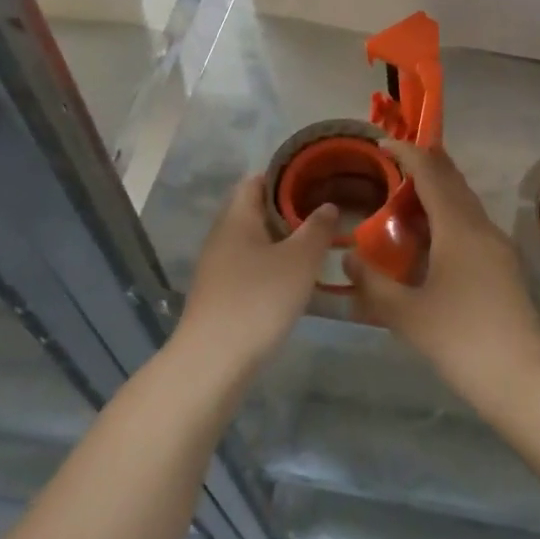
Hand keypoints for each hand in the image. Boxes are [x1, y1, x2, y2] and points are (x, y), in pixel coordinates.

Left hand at [177, 175, 336, 373]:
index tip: (316, 179)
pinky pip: (248, 266)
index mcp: (238, 217)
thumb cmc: (258, 299)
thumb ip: (317, 229)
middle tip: (322, 212)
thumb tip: (328, 206)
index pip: (256, 180)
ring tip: (314, 244)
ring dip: (280, 239)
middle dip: (287, 209)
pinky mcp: (219, 294)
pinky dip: (270, 264)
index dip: (285, 176)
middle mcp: (222, 235)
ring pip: (253, 240)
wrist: (212, 362)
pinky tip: (293, 279)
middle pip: (255, 210)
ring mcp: (217, 267)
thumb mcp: (300, 260)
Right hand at [347, 142, 539, 408]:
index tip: (383, 144)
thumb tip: (349, 257)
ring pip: (464, 203)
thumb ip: (372, 283)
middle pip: (452, 181)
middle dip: (424, 165)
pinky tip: (430, 242)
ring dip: (437, 193)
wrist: (522, 378)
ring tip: (405, 203)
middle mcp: (481, 226)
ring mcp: (497, 245)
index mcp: (458, 228)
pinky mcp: (504, 265)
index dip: (407, 153)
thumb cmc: (460, 340)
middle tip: (393, 165)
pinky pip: (471, 224)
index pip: (431, 173)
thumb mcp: (406, 314)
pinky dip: (447, 217)